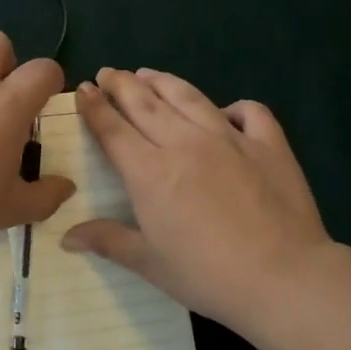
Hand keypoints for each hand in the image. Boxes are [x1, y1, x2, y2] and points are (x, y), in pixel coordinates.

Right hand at [61, 67, 332, 334]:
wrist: (283, 277)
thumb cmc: (207, 274)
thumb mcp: (150, 263)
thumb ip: (108, 241)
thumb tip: (67, 237)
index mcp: (150, 171)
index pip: (112, 128)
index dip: (94, 106)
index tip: (83, 89)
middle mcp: (184, 142)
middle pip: (145, 102)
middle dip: (121, 84)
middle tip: (108, 72)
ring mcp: (229, 138)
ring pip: (189, 96)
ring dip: (163, 82)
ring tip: (148, 74)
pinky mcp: (268, 143)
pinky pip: (249, 111)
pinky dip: (234, 107)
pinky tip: (226, 112)